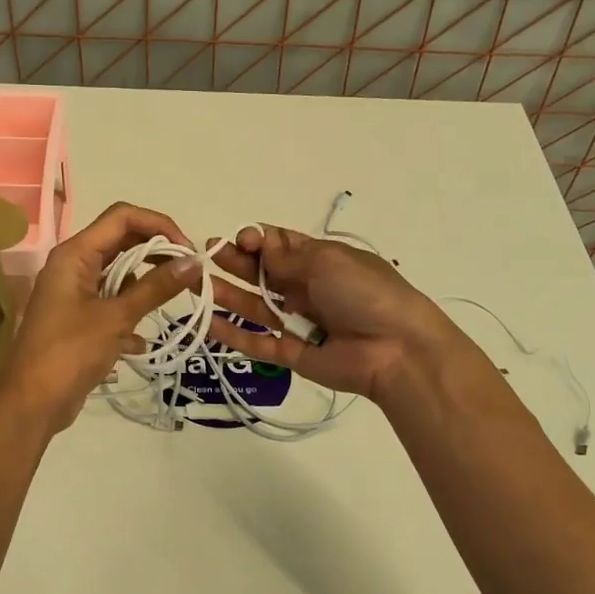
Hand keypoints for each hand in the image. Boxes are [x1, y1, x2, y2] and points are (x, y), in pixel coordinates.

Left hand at [0, 202, 200, 433]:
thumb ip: (155, 287)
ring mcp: (74, 292)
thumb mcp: (116, 318)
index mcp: (75, 254)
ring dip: (145, 286)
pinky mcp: (78, 319)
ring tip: (172, 304)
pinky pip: (111, 303)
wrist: (31, 404)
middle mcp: (72, 265)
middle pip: (122, 242)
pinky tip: (141, 343)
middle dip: (157, 254)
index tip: (187, 250)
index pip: (122, 216)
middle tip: (188, 275)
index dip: (158, 225)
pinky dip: (129, 315)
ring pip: (119, 274)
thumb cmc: (70, 353)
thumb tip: (194, 262)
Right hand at [207, 225, 480, 402]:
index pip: (279, 245)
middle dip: (235, 262)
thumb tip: (258, 243)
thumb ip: (286, 257)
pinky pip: (257, 342)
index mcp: (320, 260)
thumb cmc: (364, 292)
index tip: (240, 240)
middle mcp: (306, 288)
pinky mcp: (292, 354)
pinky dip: (233, 334)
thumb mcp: (326, 261)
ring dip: (227, 294)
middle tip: (206, 255)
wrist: (397, 349)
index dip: (256, 239)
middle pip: (262, 273)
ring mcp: (298, 321)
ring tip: (197, 284)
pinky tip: (206, 322)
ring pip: (255, 306)